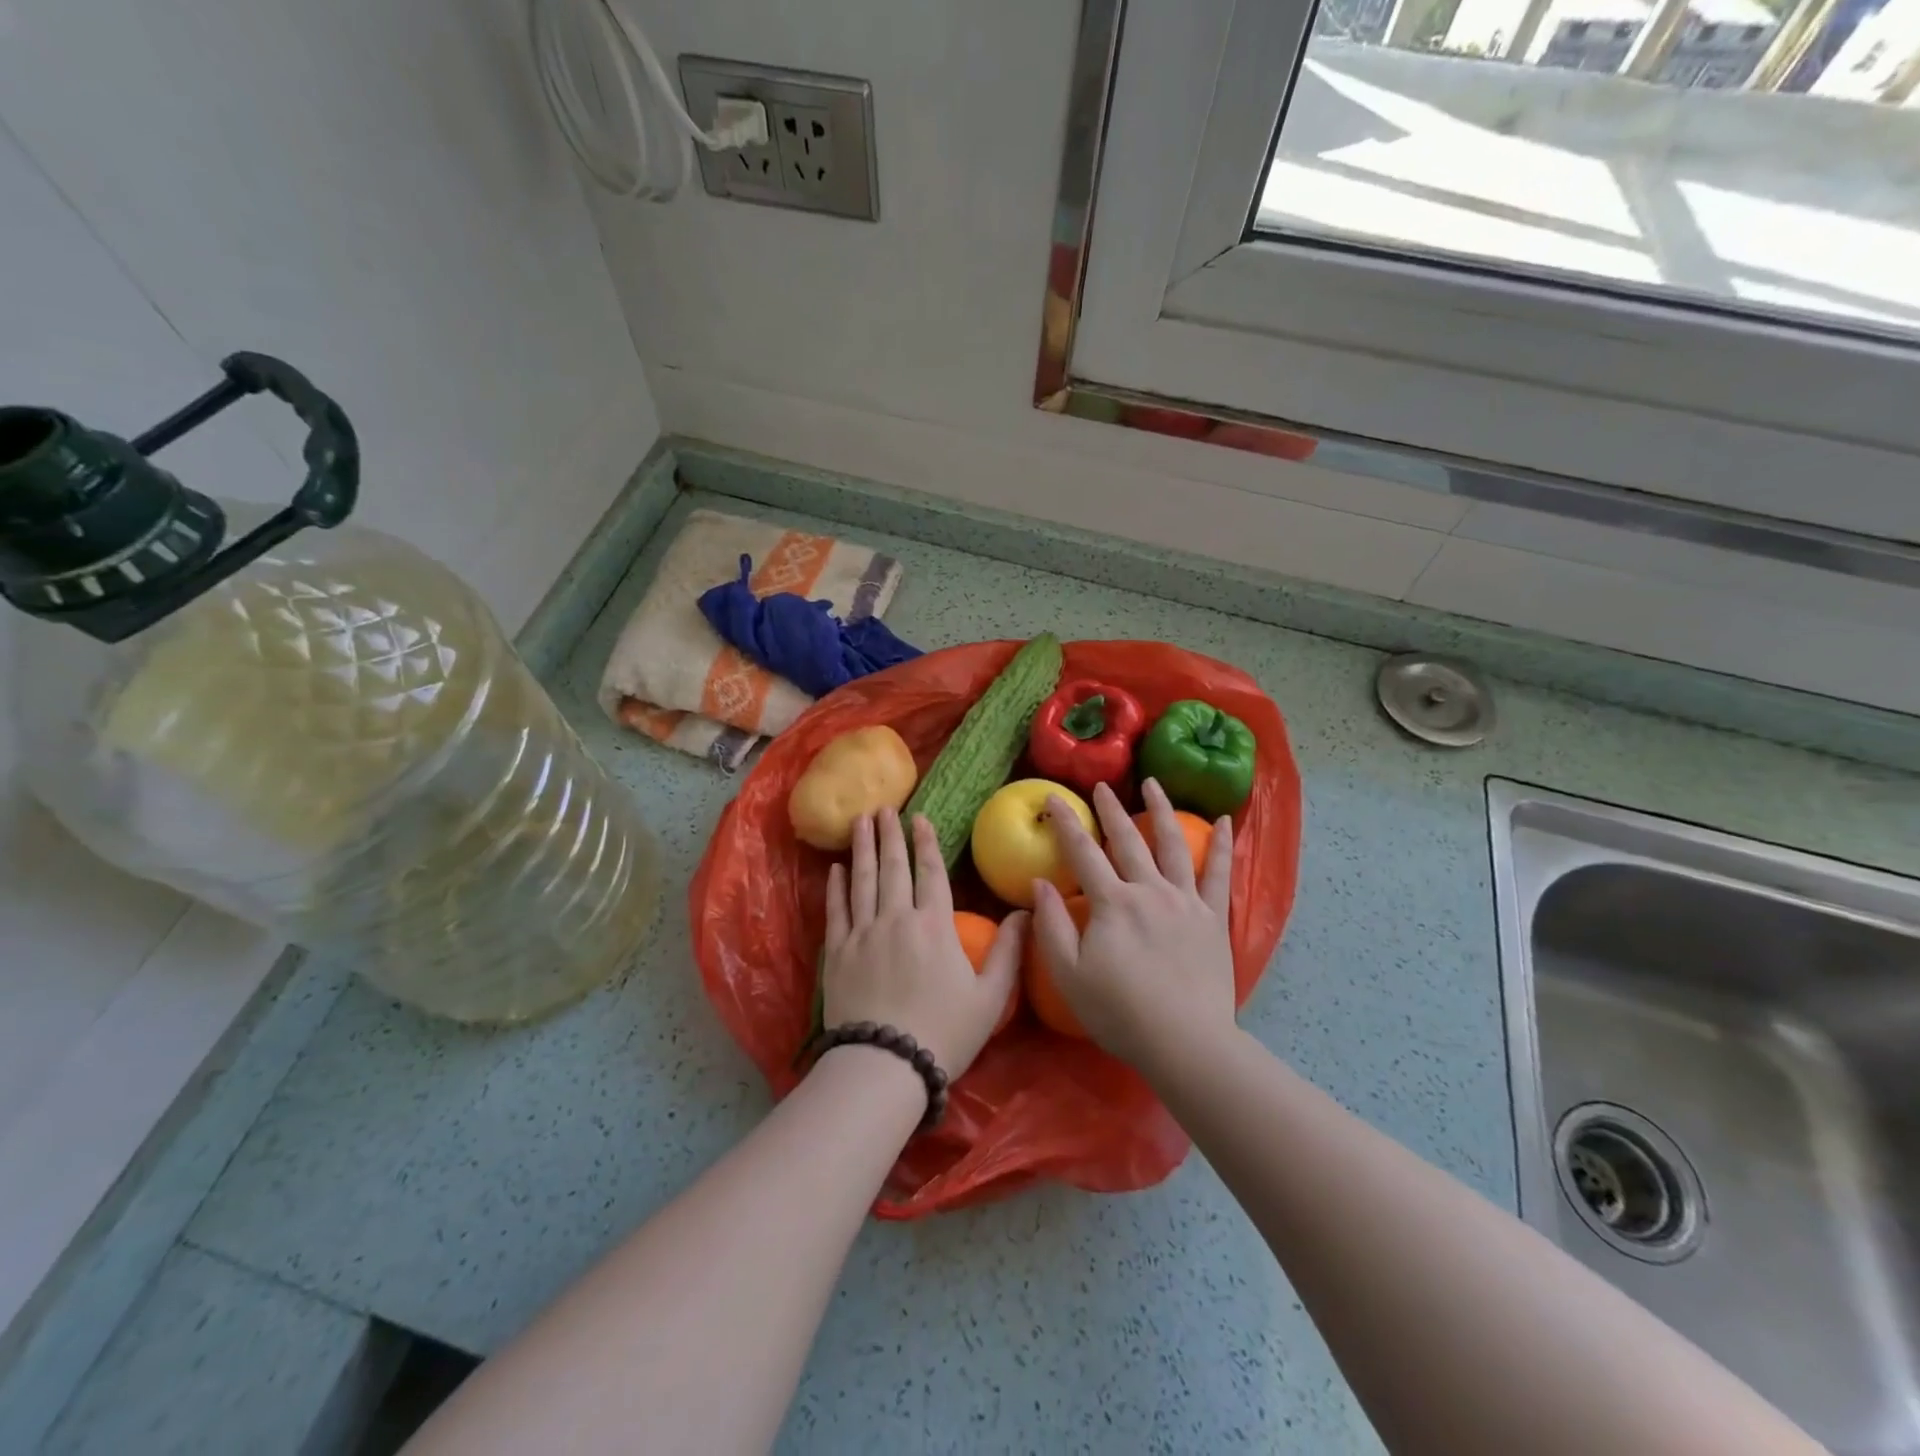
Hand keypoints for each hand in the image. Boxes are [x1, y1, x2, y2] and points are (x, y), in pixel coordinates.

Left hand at [822, 809, 1025, 1079]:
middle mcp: (897, 919)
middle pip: (893, 867)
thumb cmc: (945, 1032)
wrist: (885, 1064)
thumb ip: (1009, 951)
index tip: (919, 818)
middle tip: (883, 808)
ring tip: (860, 821)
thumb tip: (1025, 911)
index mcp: (935, 926)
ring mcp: (863, 933)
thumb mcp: (990, 997)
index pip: (931, 873)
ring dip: (862, 848)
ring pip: (862, 880)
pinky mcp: (838, 953)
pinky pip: (836, 910)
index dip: (926, 843)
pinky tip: (836, 868)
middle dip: (890, 834)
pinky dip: (836, 887)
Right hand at [1032, 779, 1235, 1067]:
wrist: (1186, 1043)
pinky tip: (1226, 822)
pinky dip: (1223, 846)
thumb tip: (1039, 883)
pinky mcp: (1213, 918)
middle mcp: (1149, 890)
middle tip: (1101, 786)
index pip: (1082, 852)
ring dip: (1161, 810)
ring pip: (1173, 844)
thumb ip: (1050, 926)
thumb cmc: (1120, 1013)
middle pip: (1127, 840)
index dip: (1066, 823)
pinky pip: (1219, 874)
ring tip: (1153, 783)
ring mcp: (1185, 901)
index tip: (1053, 798)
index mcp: (1112, 903)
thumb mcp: (1069, 975)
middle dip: (1111, 809)